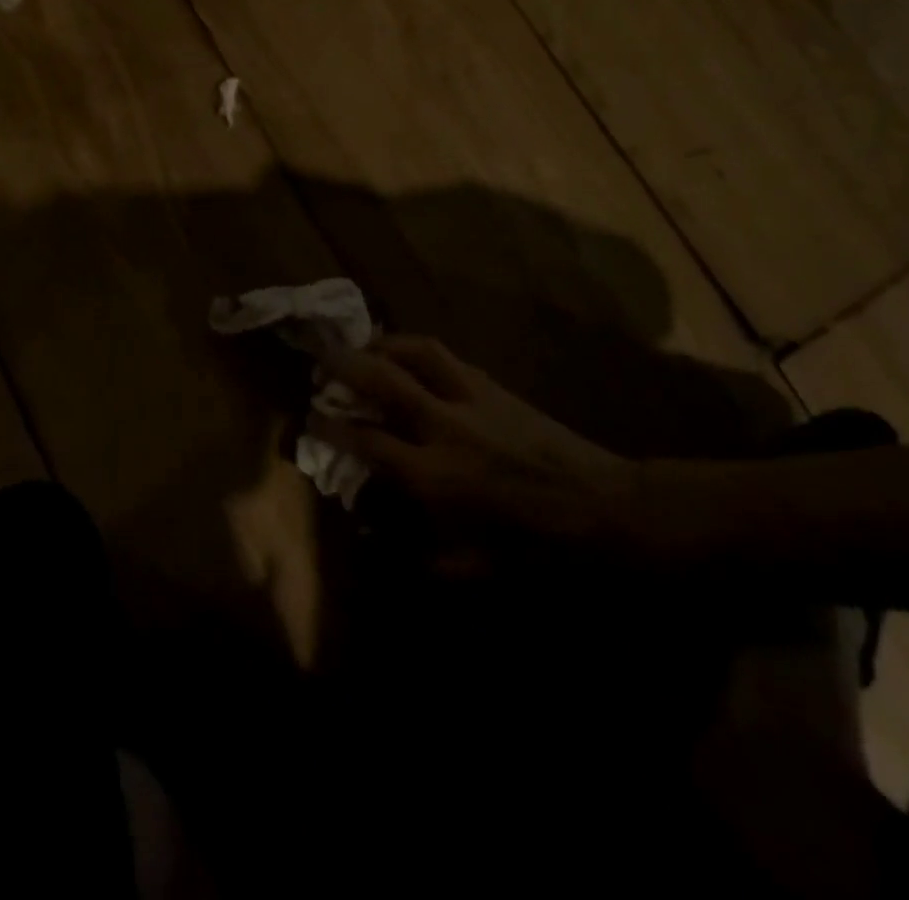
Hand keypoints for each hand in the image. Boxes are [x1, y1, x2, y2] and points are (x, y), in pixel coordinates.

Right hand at [314, 336, 649, 563]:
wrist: (600, 504)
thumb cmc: (535, 543)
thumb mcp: (475, 563)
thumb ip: (423, 554)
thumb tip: (380, 540)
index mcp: (434, 475)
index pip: (367, 442)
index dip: (330, 427)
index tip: (308, 416)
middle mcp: (445, 426)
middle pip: (383, 380)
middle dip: (345, 365)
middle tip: (322, 358)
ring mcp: (471, 397)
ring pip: (417, 352)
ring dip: (384, 343)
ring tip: (365, 344)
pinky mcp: (493, 385)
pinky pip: (447, 357)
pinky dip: (419, 351)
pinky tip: (411, 356)